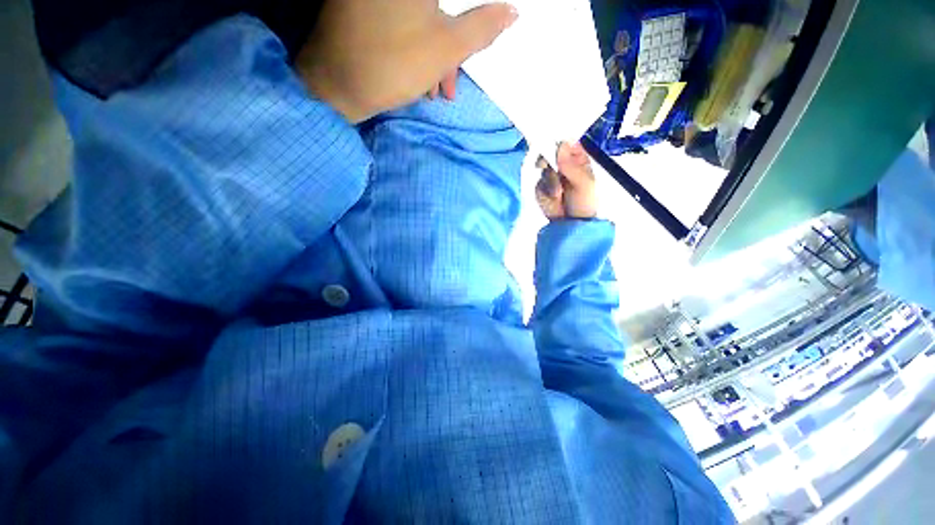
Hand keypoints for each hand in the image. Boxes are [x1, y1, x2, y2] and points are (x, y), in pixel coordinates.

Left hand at [296, 0, 517, 122]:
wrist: (336, 85)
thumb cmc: (394, 64)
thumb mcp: (447, 48)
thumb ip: (482, 28)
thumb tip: (512, 12)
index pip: (456, 1)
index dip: (466, 23)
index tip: (461, 51)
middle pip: (437, 8)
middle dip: (449, 44)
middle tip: (450, 80)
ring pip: (419, 17)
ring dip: (433, 52)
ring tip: (434, 89)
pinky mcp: (362, 8)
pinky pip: (399, 21)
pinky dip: (413, 46)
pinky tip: (417, 76)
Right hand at [535, 142, 597, 219]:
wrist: (571, 225)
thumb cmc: (584, 203)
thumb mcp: (584, 183)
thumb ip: (572, 165)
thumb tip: (562, 144)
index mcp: (578, 160)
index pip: (568, 143)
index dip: (561, 142)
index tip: (556, 147)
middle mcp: (564, 165)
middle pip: (550, 152)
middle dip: (549, 160)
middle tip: (550, 167)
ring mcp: (551, 176)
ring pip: (543, 168)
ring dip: (550, 181)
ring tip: (558, 194)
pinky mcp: (541, 187)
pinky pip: (538, 182)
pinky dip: (544, 190)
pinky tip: (553, 198)